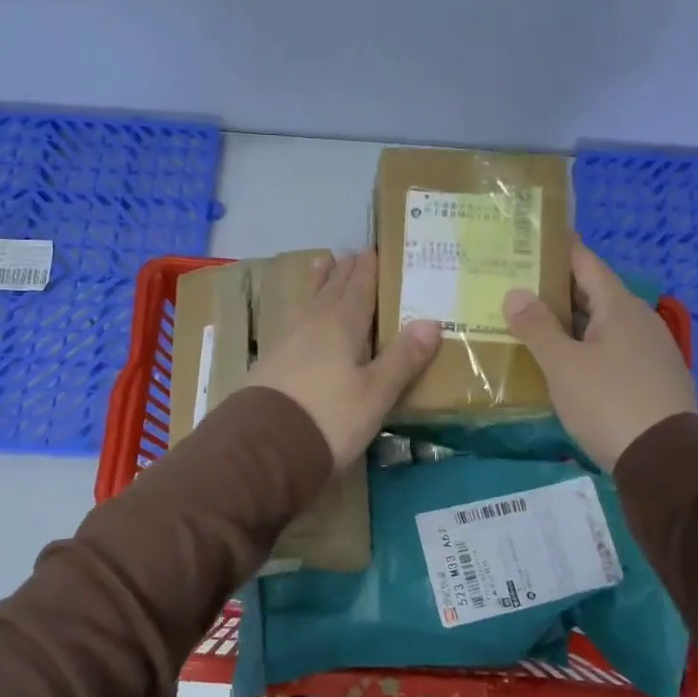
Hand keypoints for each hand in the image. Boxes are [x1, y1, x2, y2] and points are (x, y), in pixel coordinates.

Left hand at [247, 249, 441, 466]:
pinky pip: (292, 320)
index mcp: (341, 326)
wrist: (266, 446)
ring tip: (322, 263)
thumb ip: (402, 358)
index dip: (367, 271)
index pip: (359, 290)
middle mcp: (312, 325)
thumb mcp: (376, 393)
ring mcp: (286, 341)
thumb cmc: (330, 417)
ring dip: (318, 283)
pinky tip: (299, 317)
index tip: (371, 250)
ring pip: (307, 302)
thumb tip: (432, 322)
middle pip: (331, 291)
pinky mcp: (270, 362)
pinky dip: (302, 308)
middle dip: (344, 272)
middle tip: (351, 253)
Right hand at [503, 242, 697, 470]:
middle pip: (593, 293)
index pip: (585, 262)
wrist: (665, 461)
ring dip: (570, 322)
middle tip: (516, 286)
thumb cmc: (608, 402)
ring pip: (603, 325)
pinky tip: (566, 362)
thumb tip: (515, 293)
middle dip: (556, 289)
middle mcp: (640, 320)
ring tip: (533, 323)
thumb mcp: (563, 365)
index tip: (528, 241)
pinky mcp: (654, 378)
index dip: (557, 249)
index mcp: (619, 307)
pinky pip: (613, 350)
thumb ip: (537, 327)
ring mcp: (651, 350)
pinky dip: (587, 347)